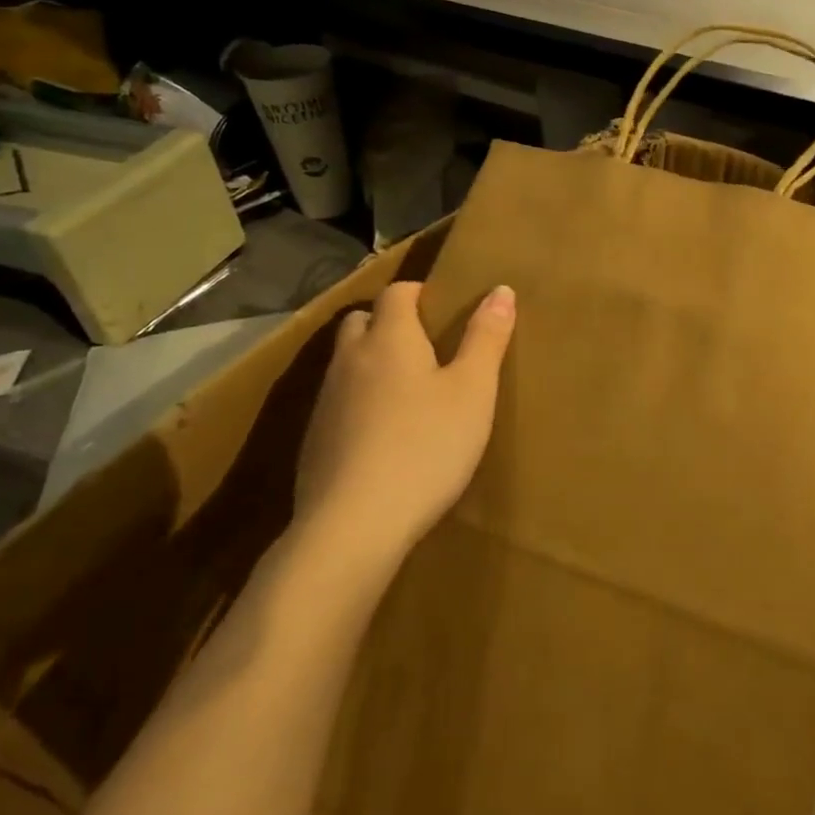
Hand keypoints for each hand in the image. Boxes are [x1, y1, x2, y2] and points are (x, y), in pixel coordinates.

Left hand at [295, 281, 515, 556]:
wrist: (353, 525)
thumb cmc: (426, 446)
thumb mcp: (473, 392)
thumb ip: (486, 338)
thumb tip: (500, 289)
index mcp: (390, 338)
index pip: (397, 292)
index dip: (419, 293)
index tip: (443, 309)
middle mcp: (350, 359)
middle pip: (362, 321)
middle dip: (388, 324)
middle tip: (425, 348)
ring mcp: (326, 401)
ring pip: (347, 363)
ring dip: (371, 364)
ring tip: (407, 392)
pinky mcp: (314, 441)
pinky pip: (338, 403)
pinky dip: (358, 404)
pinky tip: (382, 436)